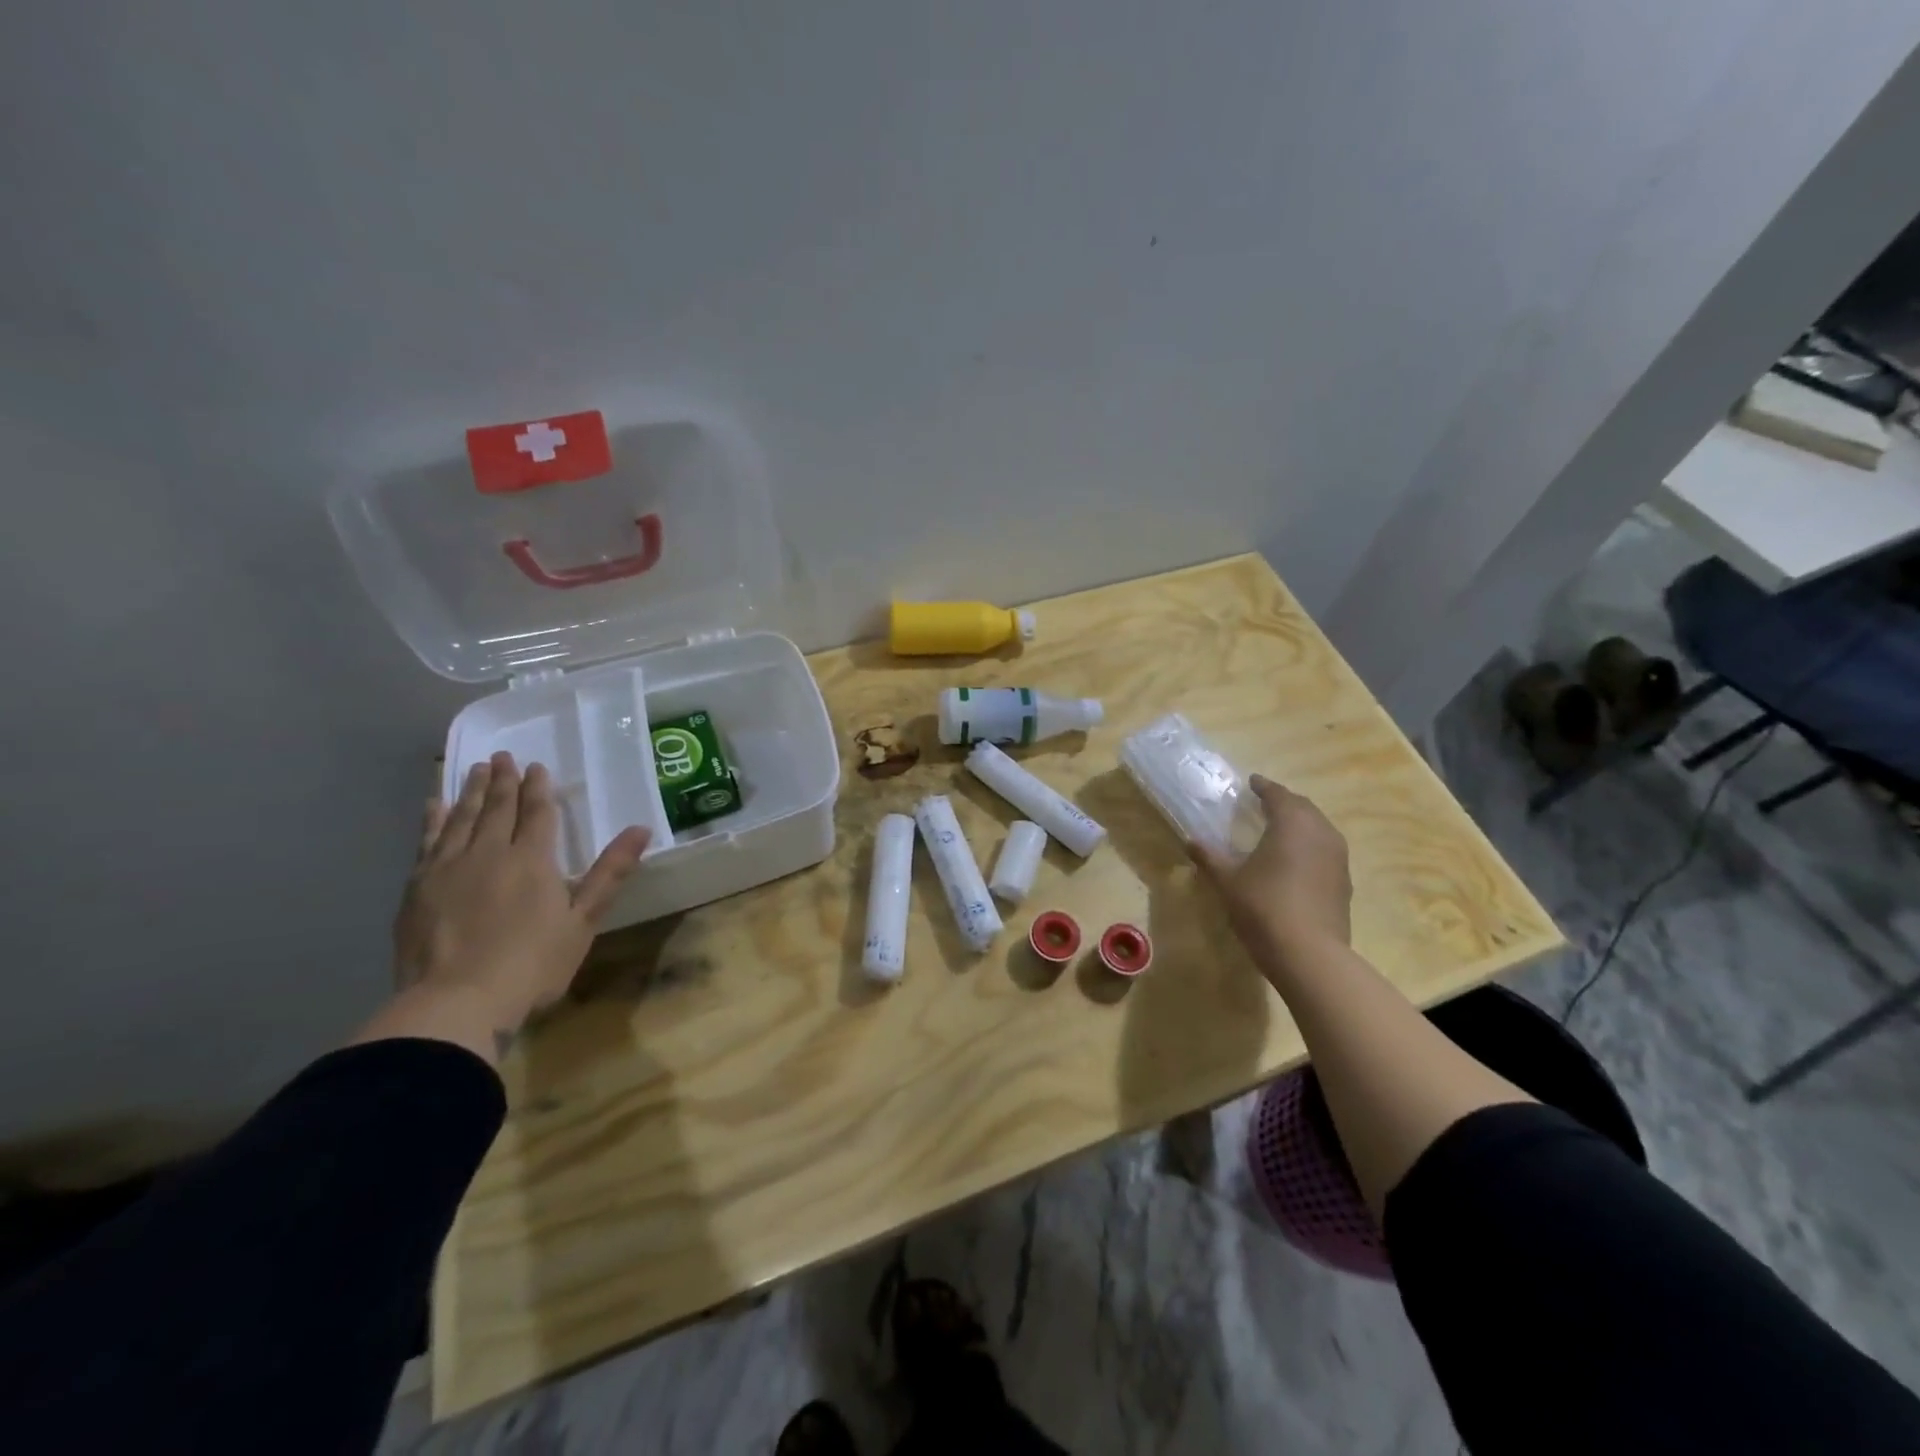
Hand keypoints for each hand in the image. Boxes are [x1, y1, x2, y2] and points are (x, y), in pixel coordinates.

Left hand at [395, 753, 649, 1040]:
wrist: (455, 1002)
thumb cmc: (531, 965)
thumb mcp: (583, 922)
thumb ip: (610, 873)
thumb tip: (641, 829)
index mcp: (532, 860)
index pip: (537, 814)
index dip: (538, 789)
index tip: (536, 767)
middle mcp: (489, 853)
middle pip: (497, 808)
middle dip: (503, 781)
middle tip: (504, 756)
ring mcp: (448, 868)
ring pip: (461, 818)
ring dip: (470, 792)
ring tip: (475, 769)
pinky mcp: (417, 887)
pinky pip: (427, 841)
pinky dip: (432, 820)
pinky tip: (433, 806)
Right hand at [1191, 775, 1351, 960]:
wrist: (1309, 955)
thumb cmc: (1264, 907)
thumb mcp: (1228, 881)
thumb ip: (1210, 857)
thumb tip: (1190, 840)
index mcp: (1292, 824)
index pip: (1278, 795)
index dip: (1263, 787)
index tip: (1251, 783)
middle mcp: (1321, 833)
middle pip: (1303, 807)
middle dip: (1284, 802)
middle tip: (1264, 804)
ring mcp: (1338, 858)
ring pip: (1319, 828)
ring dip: (1300, 823)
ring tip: (1280, 830)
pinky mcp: (1344, 882)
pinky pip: (1326, 851)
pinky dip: (1310, 846)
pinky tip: (1296, 861)